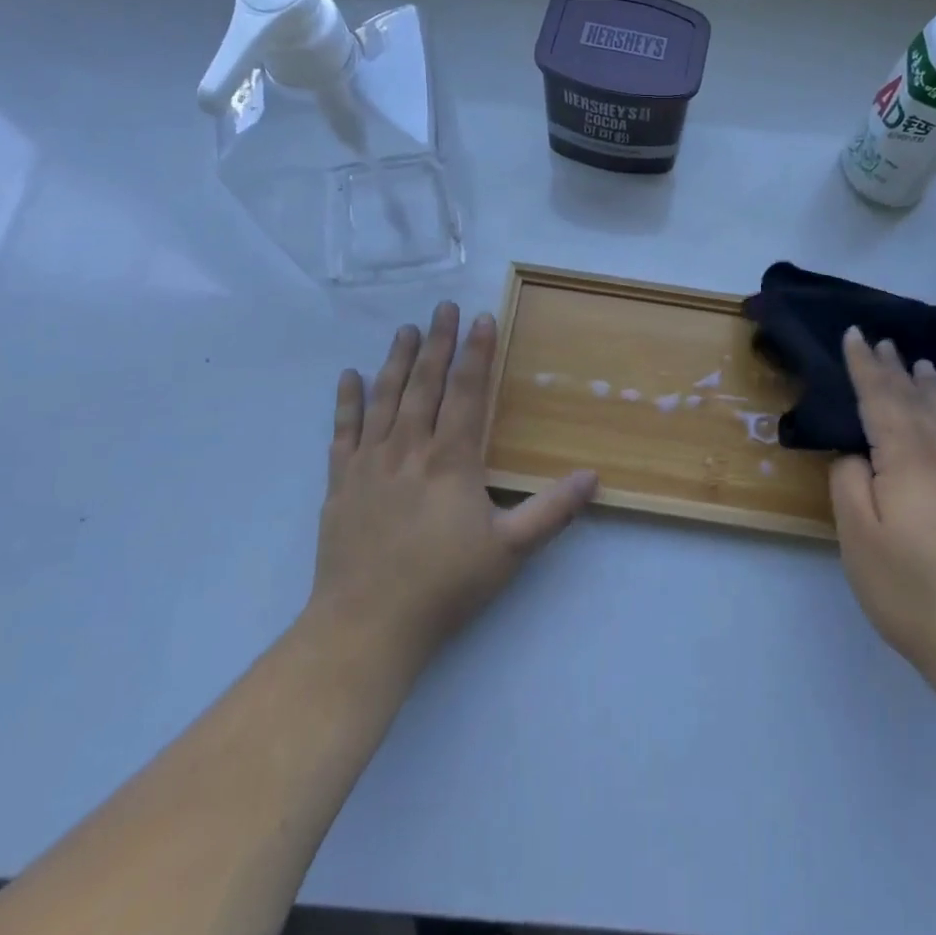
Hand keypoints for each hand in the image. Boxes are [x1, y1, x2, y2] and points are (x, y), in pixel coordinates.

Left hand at [306, 302, 597, 677]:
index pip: (467, 393)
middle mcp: (409, 449)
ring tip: (405, 329)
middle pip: (425, 384)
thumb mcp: (510, 552)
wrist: (366, 626)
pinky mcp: (341, 482)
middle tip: (443, 307)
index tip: (482, 318)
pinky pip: (343, 430)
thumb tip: (594, 477)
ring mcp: (370, 463)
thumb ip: (552, 511)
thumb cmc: (444, 587)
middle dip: (437, 342)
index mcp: (451, 460)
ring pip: (385, 398)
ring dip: (396, 360)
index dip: (477, 353)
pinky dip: (347, 401)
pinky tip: (350, 376)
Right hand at [828, 329, 935, 695]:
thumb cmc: (914, 593)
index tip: (854, 334)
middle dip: (894, 369)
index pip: (880, 400)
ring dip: (928, 387)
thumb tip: (858, 455)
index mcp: (908, 461)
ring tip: (920, 364)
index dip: (864, 366)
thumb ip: (850, 485)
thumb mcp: (860, 540)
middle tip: (881, 340)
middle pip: (915, 401)